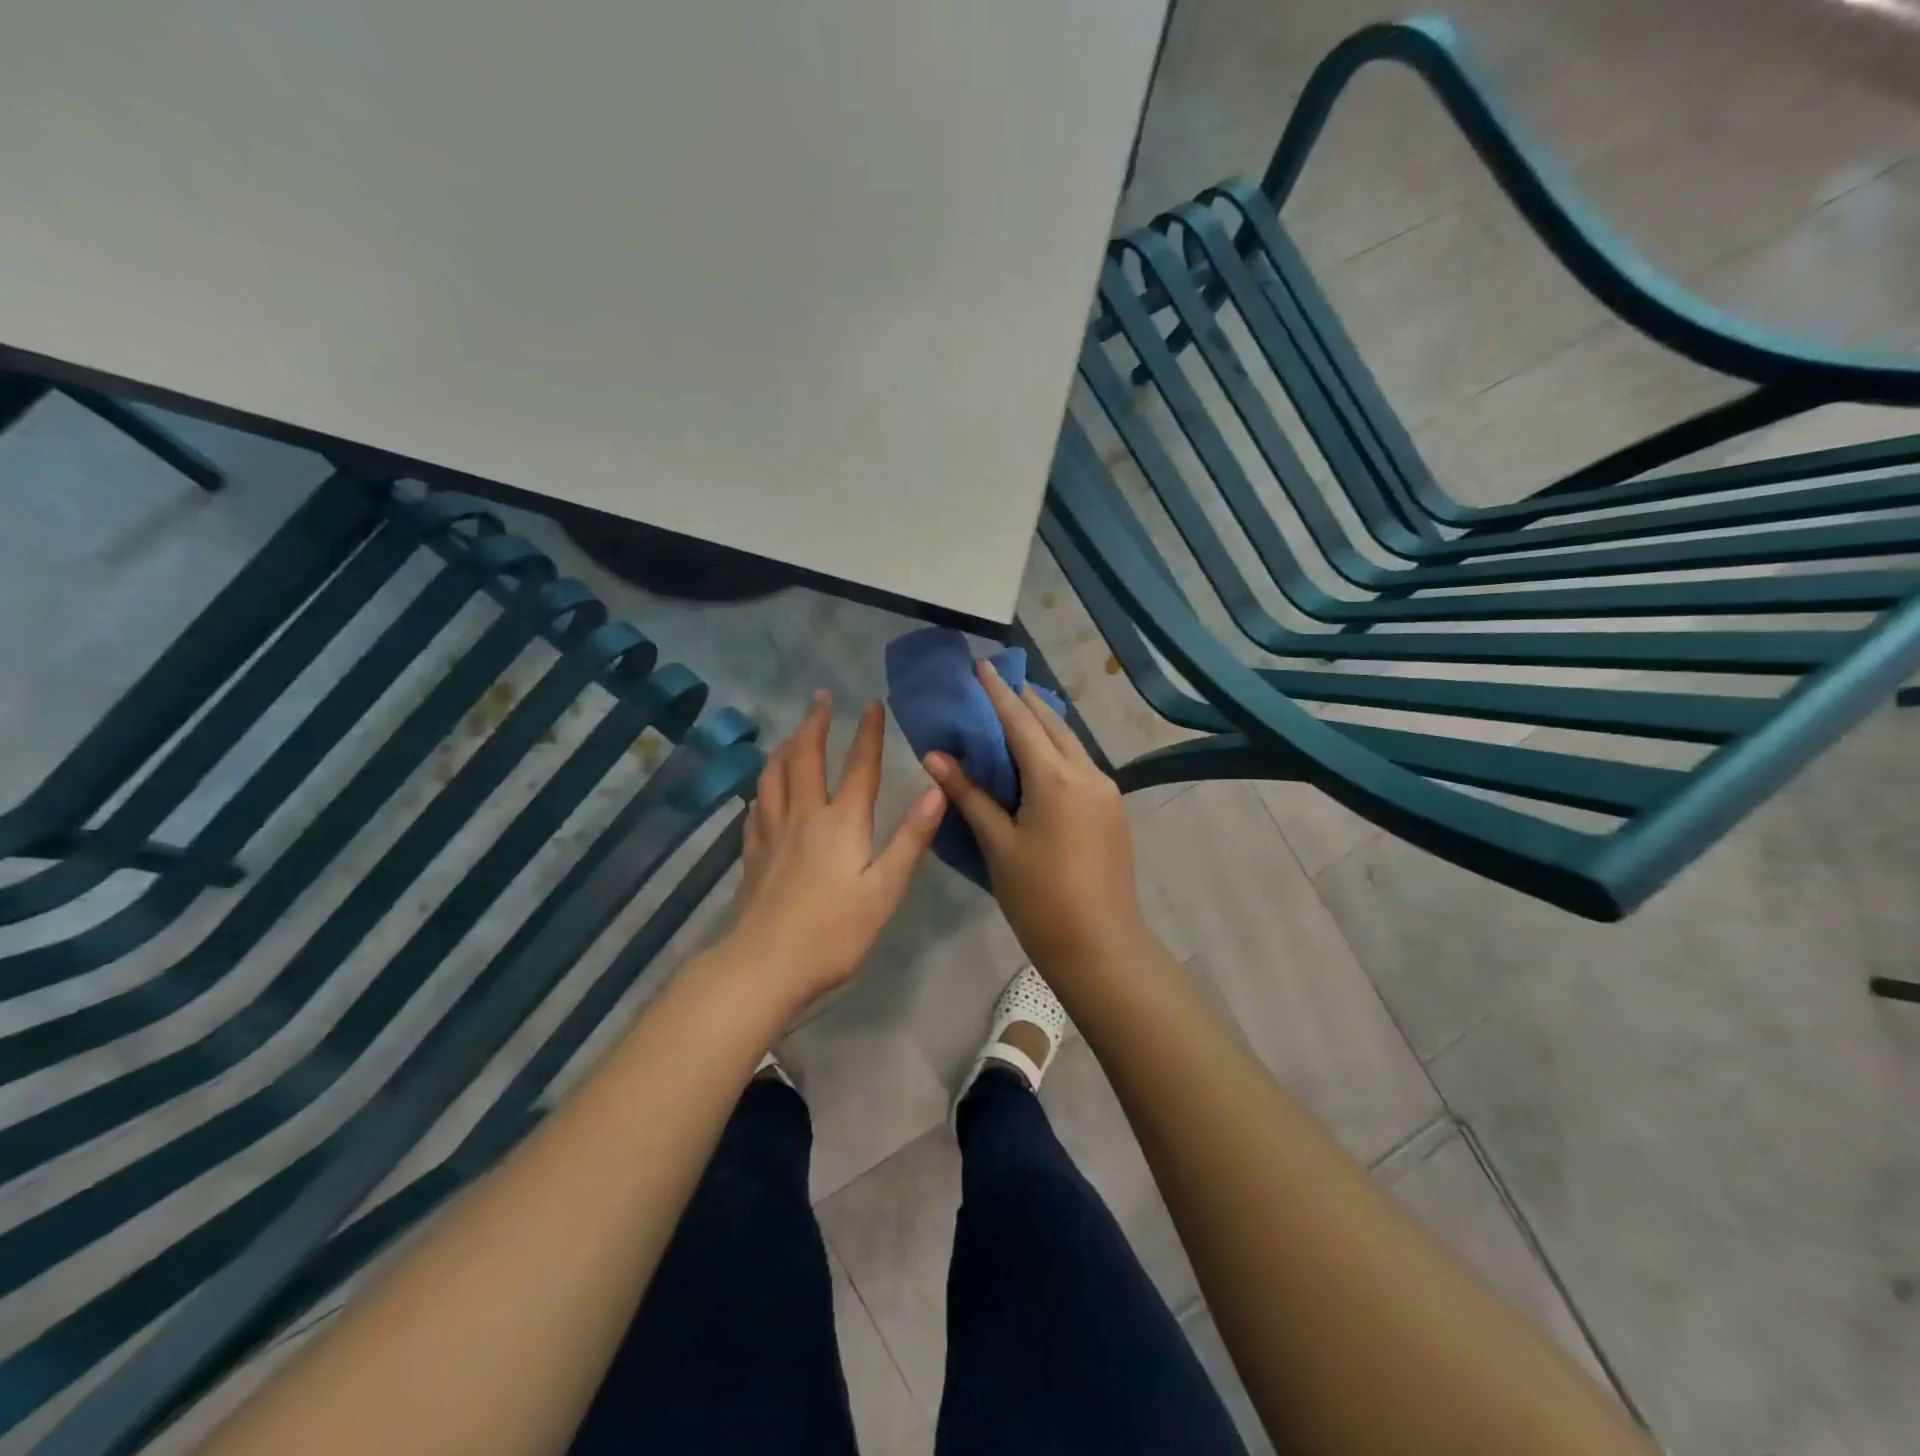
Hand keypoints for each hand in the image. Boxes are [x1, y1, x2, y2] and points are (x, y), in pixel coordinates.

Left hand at [723, 691, 944, 1009]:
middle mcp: (803, 816)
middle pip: (805, 758)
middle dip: (814, 723)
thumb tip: (937, 790)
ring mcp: (772, 833)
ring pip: (774, 776)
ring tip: (791, 733)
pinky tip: (762, 791)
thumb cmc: (834, 932)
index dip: (867, 732)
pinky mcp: (753, 854)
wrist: (765, 964)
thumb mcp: (885, 889)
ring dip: (785, 747)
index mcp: (842, 822)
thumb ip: (911, 838)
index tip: (871, 703)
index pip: (859, 766)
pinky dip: (763, 788)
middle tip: (820, 698)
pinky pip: (756, 807)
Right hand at [922, 661, 1148, 976]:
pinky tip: (1038, 757)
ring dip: (1042, 724)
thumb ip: (969, 794)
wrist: (1101, 946)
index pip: (1020, 721)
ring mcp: (1106, 789)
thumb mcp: (998, 845)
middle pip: (1051, 723)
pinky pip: (1080, 764)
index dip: (997, 693)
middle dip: (1022, 701)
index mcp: (1056, 778)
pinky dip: (1056, 750)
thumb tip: (935, 755)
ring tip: (1013, 714)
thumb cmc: (1040, 899)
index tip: (981, 665)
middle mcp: (1087, 772)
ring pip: (1070, 742)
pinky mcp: (1112, 807)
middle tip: (993, 686)